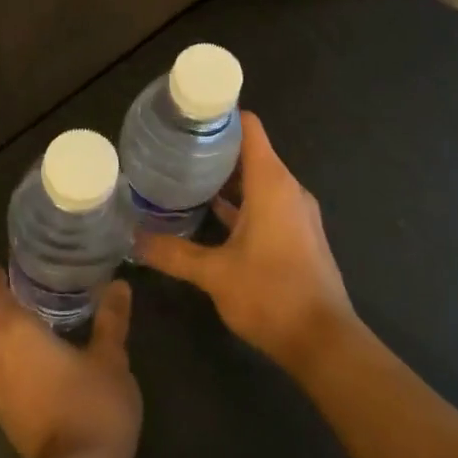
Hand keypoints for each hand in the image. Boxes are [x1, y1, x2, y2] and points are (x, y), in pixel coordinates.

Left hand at [0, 269, 141, 457]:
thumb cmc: (92, 403)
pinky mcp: (5, 418)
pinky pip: (0, 374)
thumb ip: (111, 319)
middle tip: (28, 288)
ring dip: (4, 334)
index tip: (12, 265)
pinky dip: (11, 359)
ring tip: (32, 319)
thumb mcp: (110, 356)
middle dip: (2, 304)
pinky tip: (35, 359)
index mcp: (15, 333)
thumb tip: (119, 285)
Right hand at [138, 111, 355, 373]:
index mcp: (272, 182)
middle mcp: (287, 189)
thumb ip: (174, 253)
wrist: (324, 342)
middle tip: (172, 148)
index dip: (220, 115)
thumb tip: (134, 240)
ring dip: (225, 178)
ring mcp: (295, 212)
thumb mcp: (214, 273)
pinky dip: (239, 203)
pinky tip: (208, 215)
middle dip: (214, 148)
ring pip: (257, 180)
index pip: (249, 127)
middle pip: (250, 151)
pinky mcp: (297, 235)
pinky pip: (265, 204)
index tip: (186, 115)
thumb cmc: (271, 294)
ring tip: (183, 177)